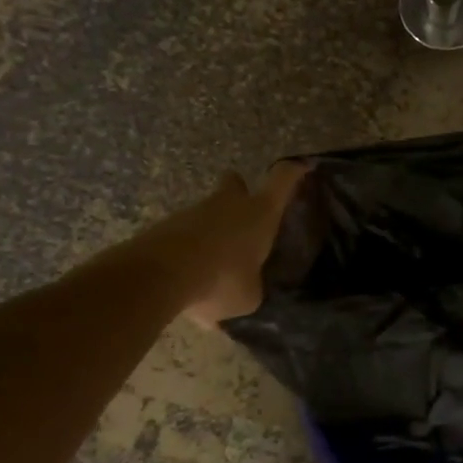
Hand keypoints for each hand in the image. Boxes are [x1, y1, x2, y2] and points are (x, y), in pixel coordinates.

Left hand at [136, 161, 308, 325]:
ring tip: (213, 268)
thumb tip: (247, 290)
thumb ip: (251, 288)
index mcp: (259, 214)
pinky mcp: (165, 227)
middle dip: (240, 192)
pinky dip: (188, 251)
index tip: (303, 166)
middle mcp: (228, 204)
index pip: (282, 180)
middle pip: (235, 184)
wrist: (159, 275)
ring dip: (212, 232)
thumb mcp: (248, 296)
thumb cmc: (221, 279)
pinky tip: (188, 280)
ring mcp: (193, 212)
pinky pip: (184, 235)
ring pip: (208, 212)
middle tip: (244, 216)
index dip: (293, 171)